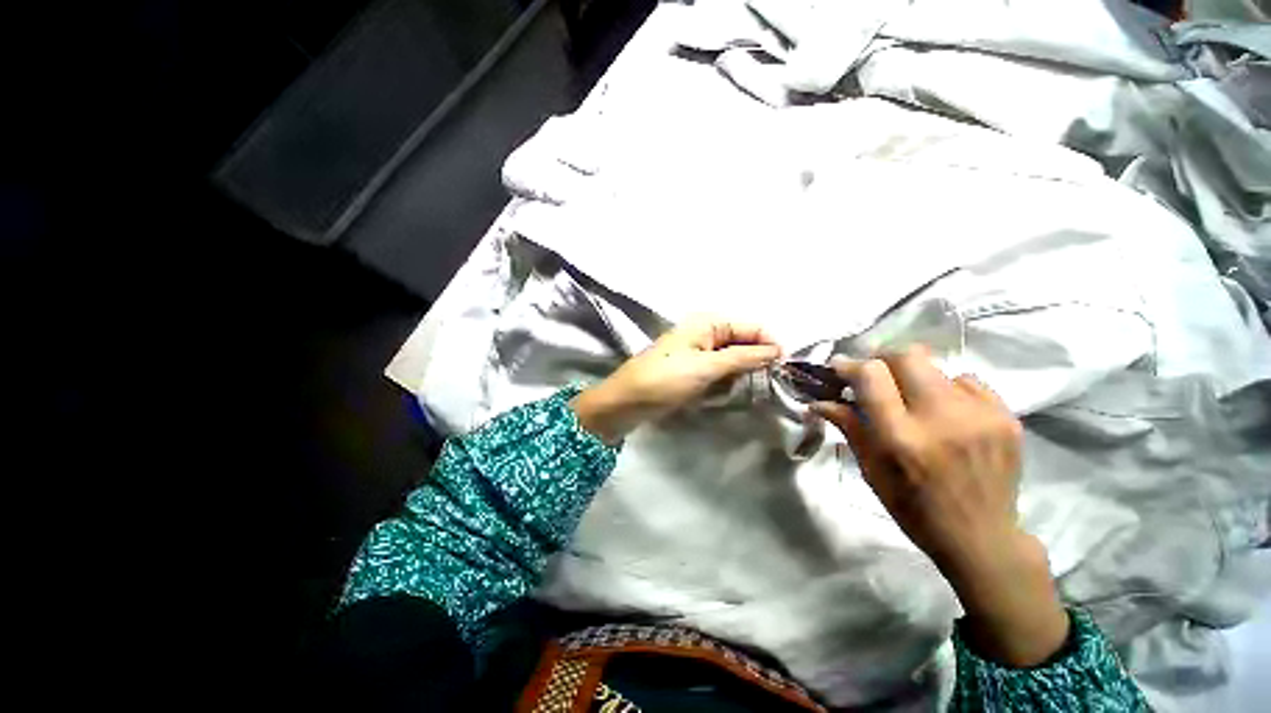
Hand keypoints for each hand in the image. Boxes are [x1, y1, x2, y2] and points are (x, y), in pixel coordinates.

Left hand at [572, 319, 781, 443]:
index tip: (785, 368)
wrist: (627, 402)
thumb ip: (742, 357)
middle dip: (757, 360)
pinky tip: (731, 392)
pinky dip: (728, 380)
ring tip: (750, 390)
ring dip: (743, 373)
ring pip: (733, 358)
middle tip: (770, 384)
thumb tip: (776, 350)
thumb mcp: (706, 366)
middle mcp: (705, 333)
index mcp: (707, 323)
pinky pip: (720, 371)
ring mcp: (698, 352)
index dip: (770, 344)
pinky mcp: (692, 370)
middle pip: (743, 341)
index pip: (751, 327)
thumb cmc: (665, 380)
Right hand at [812, 346, 1068, 666]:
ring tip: (911, 399)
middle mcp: (941, 419)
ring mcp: (980, 416)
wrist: (982, 538)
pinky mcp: (1007, 417)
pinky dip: (947, 388)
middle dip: (883, 358)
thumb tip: (819, 401)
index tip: (840, 367)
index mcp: (900, 438)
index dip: (850, 365)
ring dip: (914, 376)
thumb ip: (848, 427)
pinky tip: (945, 412)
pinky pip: (967, 381)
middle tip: (874, 373)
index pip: (871, 375)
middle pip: (907, 356)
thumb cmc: (914, 508)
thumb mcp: (871, 471)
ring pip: (936, 366)